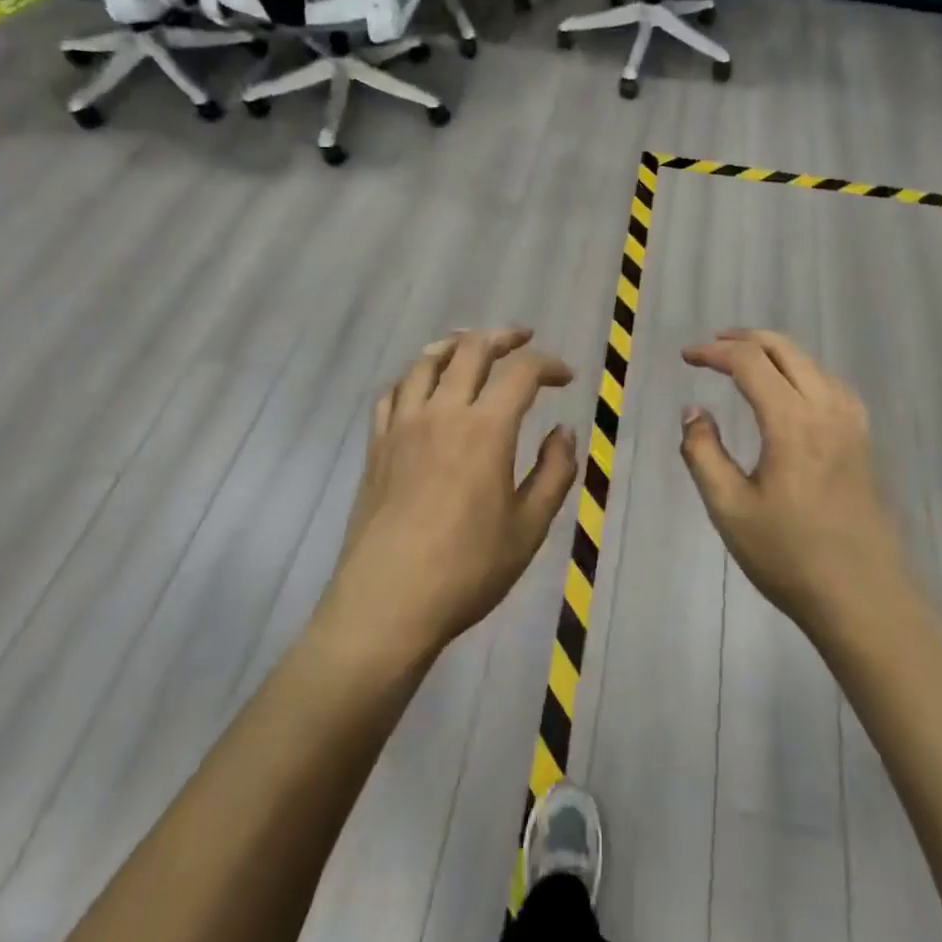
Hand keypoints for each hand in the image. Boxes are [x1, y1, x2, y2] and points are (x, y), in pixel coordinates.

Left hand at [323, 328, 578, 659]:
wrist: (387, 603)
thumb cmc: (467, 569)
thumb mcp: (529, 527)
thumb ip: (554, 472)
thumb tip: (563, 431)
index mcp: (485, 429)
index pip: (521, 372)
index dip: (548, 364)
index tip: (565, 376)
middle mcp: (442, 412)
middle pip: (470, 350)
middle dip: (502, 337)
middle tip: (522, 339)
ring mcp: (403, 426)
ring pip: (425, 362)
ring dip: (454, 345)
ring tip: (470, 345)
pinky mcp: (376, 445)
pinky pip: (392, 393)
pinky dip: (412, 377)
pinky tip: (421, 386)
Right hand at [680, 329, 911, 642]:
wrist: (863, 600)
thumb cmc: (789, 557)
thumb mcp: (729, 508)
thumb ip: (703, 452)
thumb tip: (694, 411)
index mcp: (792, 422)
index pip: (749, 362)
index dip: (713, 352)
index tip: (686, 358)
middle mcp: (826, 409)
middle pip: (785, 349)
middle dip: (744, 339)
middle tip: (712, 346)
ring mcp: (852, 424)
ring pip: (811, 362)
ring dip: (774, 351)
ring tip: (745, 360)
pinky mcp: (863, 441)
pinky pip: (831, 383)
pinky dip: (802, 370)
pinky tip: (792, 389)